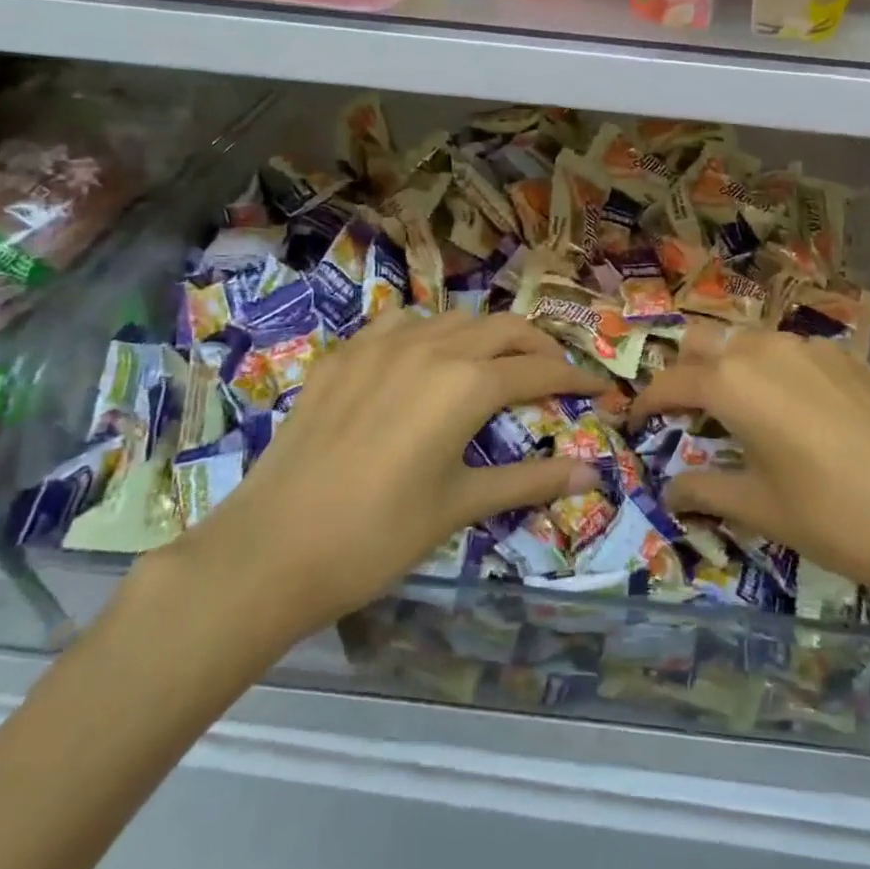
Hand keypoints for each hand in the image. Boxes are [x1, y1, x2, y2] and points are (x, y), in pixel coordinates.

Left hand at [171, 310, 606, 649]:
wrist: (269, 550)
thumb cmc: (377, 535)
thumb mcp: (459, 505)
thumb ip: (529, 481)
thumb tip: (593, 474)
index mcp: (466, 384)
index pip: (539, 369)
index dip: (576, 378)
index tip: (600, 389)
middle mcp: (431, 347)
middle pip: (503, 327)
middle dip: (538, 345)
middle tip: (554, 373)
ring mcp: (381, 345)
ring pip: (452, 318)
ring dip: (484, 335)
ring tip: (493, 365)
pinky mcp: (343, 355)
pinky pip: (398, 323)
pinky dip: (427, 332)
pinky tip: (421, 360)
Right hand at [630, 331, 869, 671]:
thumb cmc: (842, 516)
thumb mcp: (764, 509)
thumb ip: (708, 492)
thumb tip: (670, 493)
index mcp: (734, 381)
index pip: (671, 381)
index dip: (646, 403)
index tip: (635, 424)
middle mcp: (765, 348)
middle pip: (704, 341)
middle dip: (683, 371)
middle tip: (681, 413)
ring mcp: (810, 347)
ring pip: (748, 340)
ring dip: (726, 365)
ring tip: (731, 410)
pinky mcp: (847, 357)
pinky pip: (788, 351)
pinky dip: (768, 369)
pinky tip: (787, 409)